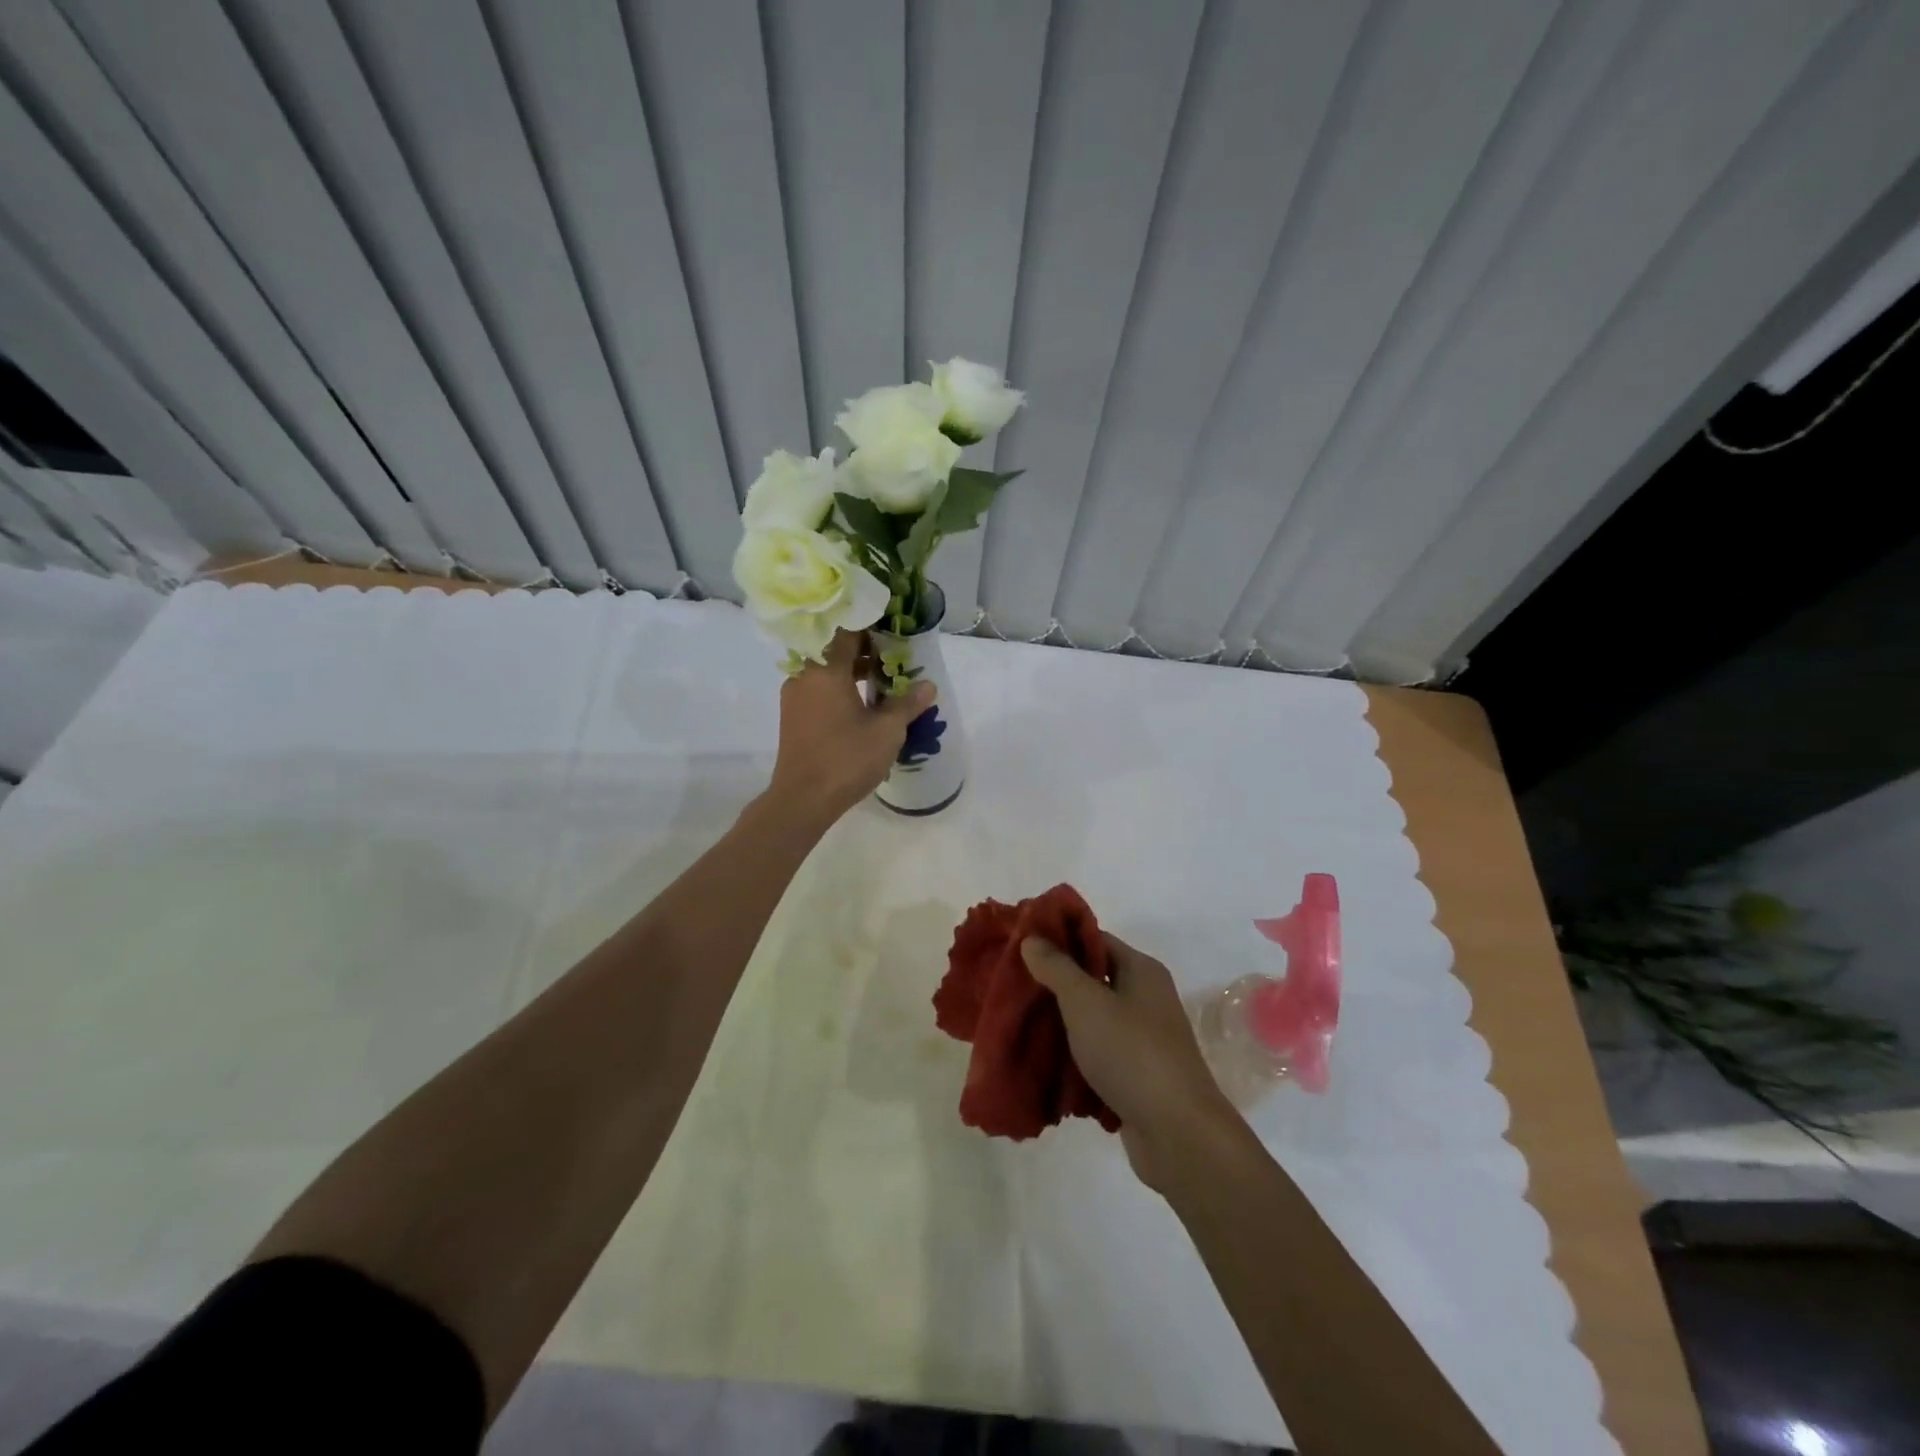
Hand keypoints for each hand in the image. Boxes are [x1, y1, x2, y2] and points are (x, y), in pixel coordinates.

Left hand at [770, 630, 935, 821]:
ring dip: (850, 670)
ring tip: (881, 681)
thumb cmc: (846, 759)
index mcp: (825, 670)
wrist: (803, 799)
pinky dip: (838, 687)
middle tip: (893, 657)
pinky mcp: (792, 715)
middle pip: (834, 649)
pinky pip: (818, 688)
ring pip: (825, 670)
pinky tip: (860, 704)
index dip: (870, 627)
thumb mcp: (887, 731)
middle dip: (864, 650)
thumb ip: (907, 704)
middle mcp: (805, 675)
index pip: (846, 631)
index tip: (892, 630)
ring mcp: (795, 696)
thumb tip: (928, 685)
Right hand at [1022, 931, 1244, 1191]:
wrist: (1177, 1133)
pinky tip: (1040, 1062)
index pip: (1094, 939)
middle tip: (1011, 985)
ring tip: (1017, 1023)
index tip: (1019, 943)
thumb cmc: (1131, 1053)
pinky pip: (1095, 1056)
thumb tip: (1032, 938)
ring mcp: (1141, 1040)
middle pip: (1091, 980)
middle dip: (1052, 984)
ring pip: (1090, 1021)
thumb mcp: (1086, 1002)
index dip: (1058, 938)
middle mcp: (1144, 999)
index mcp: (1141, 971)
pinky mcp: (1134, 1076)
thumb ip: (1057, 968)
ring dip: (1059, 1024)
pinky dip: (1071, 1058)